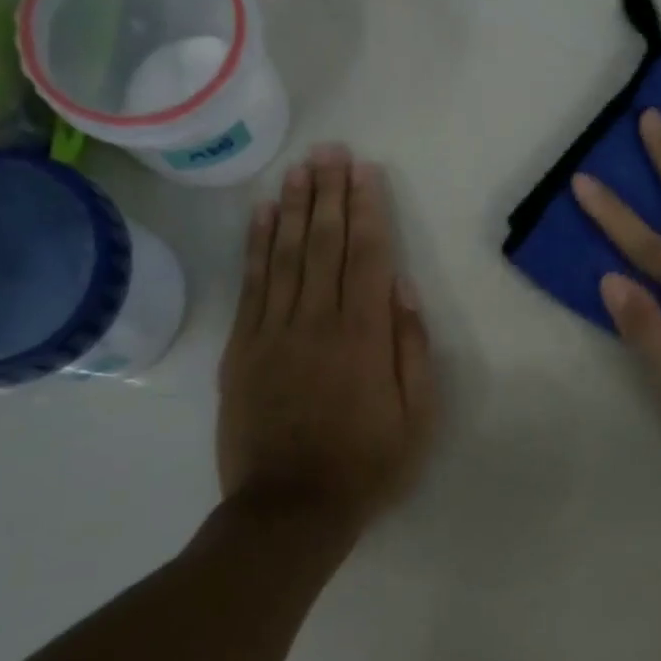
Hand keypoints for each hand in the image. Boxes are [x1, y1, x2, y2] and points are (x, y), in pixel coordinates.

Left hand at [217, 145, 437, 541]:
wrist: (290, 509)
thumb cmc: (367, 465)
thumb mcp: (418, 418)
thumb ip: (413, 350)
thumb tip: (405, 291)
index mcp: (364, 337)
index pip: (368, 257)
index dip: (368, 211)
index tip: (365, 172)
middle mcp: (317, 322)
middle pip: (324, 244)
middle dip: (330, 194)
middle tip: (331, 151)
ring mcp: (273, 332)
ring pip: (285, 255)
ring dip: (294, 207)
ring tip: (300, 168)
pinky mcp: (242, 349)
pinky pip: (251, 285)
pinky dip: (256, 245)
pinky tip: (262, 214)